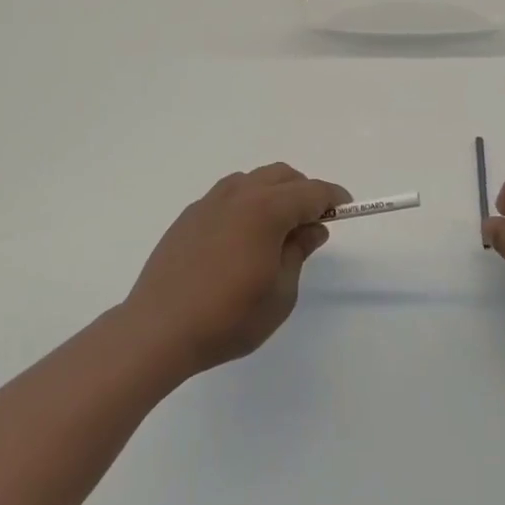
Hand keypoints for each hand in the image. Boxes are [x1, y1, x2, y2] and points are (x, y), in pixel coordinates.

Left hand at [125, 163, 347, 374]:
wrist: (158, 329)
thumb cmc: (228, 317)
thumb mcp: (280, 293)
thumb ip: (299, 252)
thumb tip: (312, 228)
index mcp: (266, 209)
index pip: (310, 192)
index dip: (332, 198)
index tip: (345, 208)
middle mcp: (238, 195)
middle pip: (281, 176)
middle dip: (303, 191)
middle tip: (312, 222)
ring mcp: (209, 202)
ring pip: (252, 180)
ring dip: (273, 193)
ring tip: (277, 228)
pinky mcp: (189, 216)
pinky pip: (228, 195)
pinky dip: (246, 203)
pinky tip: (242, 237)